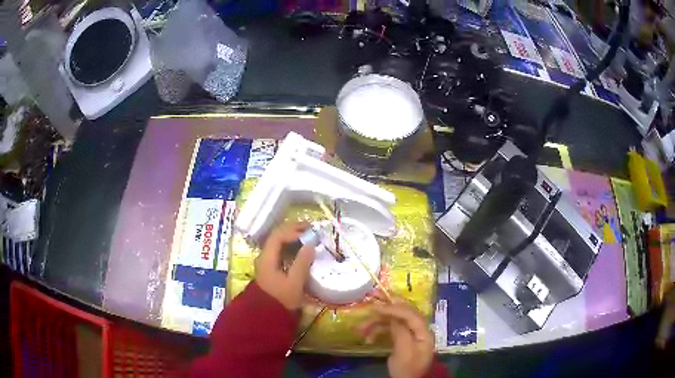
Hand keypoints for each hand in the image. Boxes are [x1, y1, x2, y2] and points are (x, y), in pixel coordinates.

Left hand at [255, 222, 314, 310]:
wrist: (267, 316)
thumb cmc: (281, 300)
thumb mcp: (294, 283)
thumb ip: (302, 263)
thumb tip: (310, 244)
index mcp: (267, 258)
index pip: (278, 236)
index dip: (293, 230)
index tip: (309, 231)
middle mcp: (265, 256)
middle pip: (277, 236)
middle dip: (293, 230)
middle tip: (311, 228)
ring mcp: (267, 262)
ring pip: (278, 243)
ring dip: (292, 237)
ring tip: (308, 236)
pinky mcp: (271, 268)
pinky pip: (280, 250)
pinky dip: (291, 246)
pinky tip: (301, 249)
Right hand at [357, 299, 434, 377]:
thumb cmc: (406, 368)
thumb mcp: (404, 352)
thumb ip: (400, 332)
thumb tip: (392, 317)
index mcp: (424, 332)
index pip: (411, 314)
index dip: (394, 308)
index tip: (376, 307)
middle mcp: (419, 329)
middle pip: (404, 313)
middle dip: (387, 308)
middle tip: (372, 301)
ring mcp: (411, 334)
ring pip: (394, 322)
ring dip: (377, 323)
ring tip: (361, 328)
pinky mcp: (402, 339)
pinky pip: (390, 330)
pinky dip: (378, 332)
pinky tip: (368, 338)